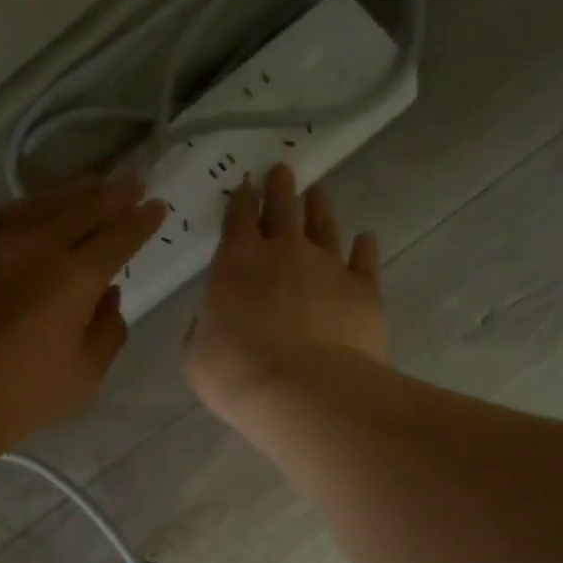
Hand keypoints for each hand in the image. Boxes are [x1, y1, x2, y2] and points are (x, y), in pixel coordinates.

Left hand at [0, 176, 164, 449]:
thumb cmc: (25, 393)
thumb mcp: (86, 373)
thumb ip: (108, 330)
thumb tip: (109, 296)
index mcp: (75, 277)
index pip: (117, 237)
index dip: (140, 222)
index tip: (157, 207)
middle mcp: (37, 247)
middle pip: (81, 209)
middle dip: (112, 194)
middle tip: (135, 180)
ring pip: (39, 205)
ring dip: (71, 192)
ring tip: (91, 184)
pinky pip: (2, 218)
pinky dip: (27, 207)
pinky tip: (34, 207)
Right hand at [184, 163, 386, 429]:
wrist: (304, 391)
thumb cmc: (237, 374)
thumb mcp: (197, 354)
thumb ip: (204, 328)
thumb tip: (214, 319)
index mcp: (237, 261)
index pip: (238, 219)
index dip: (240, 200)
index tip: (245, 185)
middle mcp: (284, 252)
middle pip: (283, 209)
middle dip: (279, 188)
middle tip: (281, 171)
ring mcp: (329, 267)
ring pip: (324, 226)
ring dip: (319, 207)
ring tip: (318, 192)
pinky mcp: (364, 289)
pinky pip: (365, 260)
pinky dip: (364, 247)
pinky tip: (366, 239)